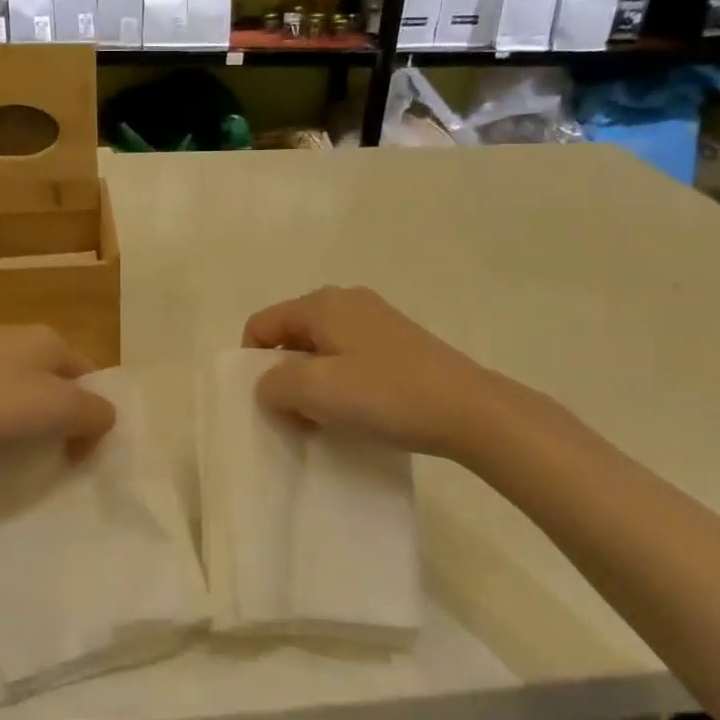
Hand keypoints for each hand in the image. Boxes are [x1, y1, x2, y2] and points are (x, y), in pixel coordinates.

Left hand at [0, 326, 116, 468]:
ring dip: (28, 422)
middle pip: (56, 382)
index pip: (89, 375)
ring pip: (21, 391)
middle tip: (56, 454)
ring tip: (19, 453)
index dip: (94, 414)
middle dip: (61, 419)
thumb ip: (96, 412)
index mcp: (47, 338)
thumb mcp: (62, 410)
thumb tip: (100, 418)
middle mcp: (16, 337)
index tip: (81, 452)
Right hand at [243, 286, 512, 461]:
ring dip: (312, 383)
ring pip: (321, 350)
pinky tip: (356, 411)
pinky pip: (349, 358)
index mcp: (322, 304)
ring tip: (325, 418)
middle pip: (291, 335)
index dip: (251, 363)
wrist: (468, 410)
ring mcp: (376, 320)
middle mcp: (347, 301)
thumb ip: (273, 384)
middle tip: (294, 414)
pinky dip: (340, 383)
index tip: (266, 401)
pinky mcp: (398, 343)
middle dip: (283, 374)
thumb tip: (270, 385)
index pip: (261, 324)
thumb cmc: (384, 395)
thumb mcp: (314, 390)